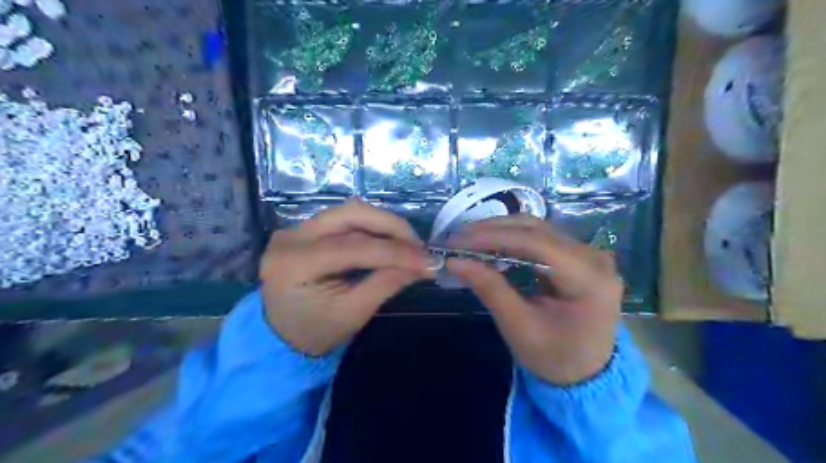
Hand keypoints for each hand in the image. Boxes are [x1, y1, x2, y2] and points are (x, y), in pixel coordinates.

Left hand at [261, 200, 434, 355]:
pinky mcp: (306, 229)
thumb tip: (423, 265)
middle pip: (351, 213)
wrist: (279, 336)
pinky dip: (372, 227)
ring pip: (350, 211)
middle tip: (418, 247)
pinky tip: (388, 241)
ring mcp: (297, 229)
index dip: (395, 252)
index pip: (354, 246)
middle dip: (391, 226)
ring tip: (407, 245)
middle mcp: (292, 236)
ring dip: (384, 224)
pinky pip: (345, 219)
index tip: (428, 261)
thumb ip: (385, 285)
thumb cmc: (314, 332)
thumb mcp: (351, 315)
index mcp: (295, 263)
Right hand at [448, 215, 622, 384]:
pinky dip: (511, 239)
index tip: (457, 241)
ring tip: (467, 239)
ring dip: (500, 231)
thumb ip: (490, 289)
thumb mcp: (519, 327)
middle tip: (457, 238)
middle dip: (493, 230)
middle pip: (537, 230)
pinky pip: (541, 238)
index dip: (494, 237)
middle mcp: (594, 258)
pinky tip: (489, 245)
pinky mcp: (578, 256)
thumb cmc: (554, 358)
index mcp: (589, 280)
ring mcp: (589, 254)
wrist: (586, 374)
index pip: (537, 243)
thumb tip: (454, 260)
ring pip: (537, 229)